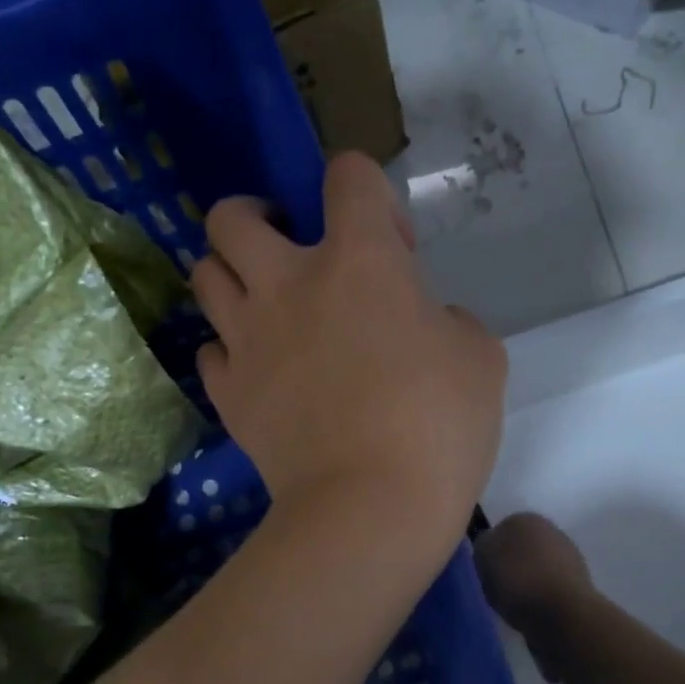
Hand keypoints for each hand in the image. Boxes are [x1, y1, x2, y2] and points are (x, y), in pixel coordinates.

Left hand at [192, 152, 504, 557]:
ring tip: (265, 302)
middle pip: (232, 216)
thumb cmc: (438, 425)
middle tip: (289, 248)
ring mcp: (248, 340)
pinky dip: (229, 350)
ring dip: (232, 275)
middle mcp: (287, 284)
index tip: (396, 248)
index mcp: (358, 260)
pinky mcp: (229, 393)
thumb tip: (424, 323)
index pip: (349, 175)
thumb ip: (448, 320)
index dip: (372, 194)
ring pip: (204, 276)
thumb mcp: (479, 357)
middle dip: (258, 216)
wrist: (369, 508)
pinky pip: (210, 351)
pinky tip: (258, 368)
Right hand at [474, 513, 592, 681]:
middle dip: (511, 564)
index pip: (499, 530)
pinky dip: (540, 596)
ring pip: (536, 566)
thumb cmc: (517, 579)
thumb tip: (491, 545)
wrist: (561, 614)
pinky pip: (548, 587)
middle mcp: (550, 529)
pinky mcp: (579, 583)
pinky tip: (532, 610)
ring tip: (514, 603)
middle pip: (520, 547)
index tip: (485, 570)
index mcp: (524, 518)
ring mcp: (569, 556)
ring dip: (527, 580)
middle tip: (498, 586)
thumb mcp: (483, 555)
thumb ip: (483, 544)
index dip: (491, 551)